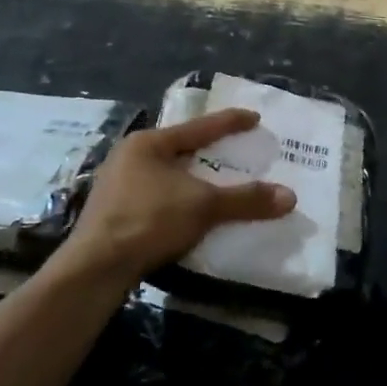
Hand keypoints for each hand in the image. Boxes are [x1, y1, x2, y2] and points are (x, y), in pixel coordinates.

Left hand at [71, 109, 295, 284]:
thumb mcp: (203, 206)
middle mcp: (128, 157)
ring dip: (192, 180)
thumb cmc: (148, 220)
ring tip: (217, 184)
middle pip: (179, 149)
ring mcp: (116, 186)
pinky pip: (156, 198)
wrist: (96, 268)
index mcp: (148, 143)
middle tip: (236, 151)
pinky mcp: (112, 214)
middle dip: (208, 152)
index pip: (198, 127)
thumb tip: (290, 197)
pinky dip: (178, 201)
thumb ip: (245, 199)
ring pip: (166, 175)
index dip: (229, 122)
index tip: (254, 117)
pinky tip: (191, 213)